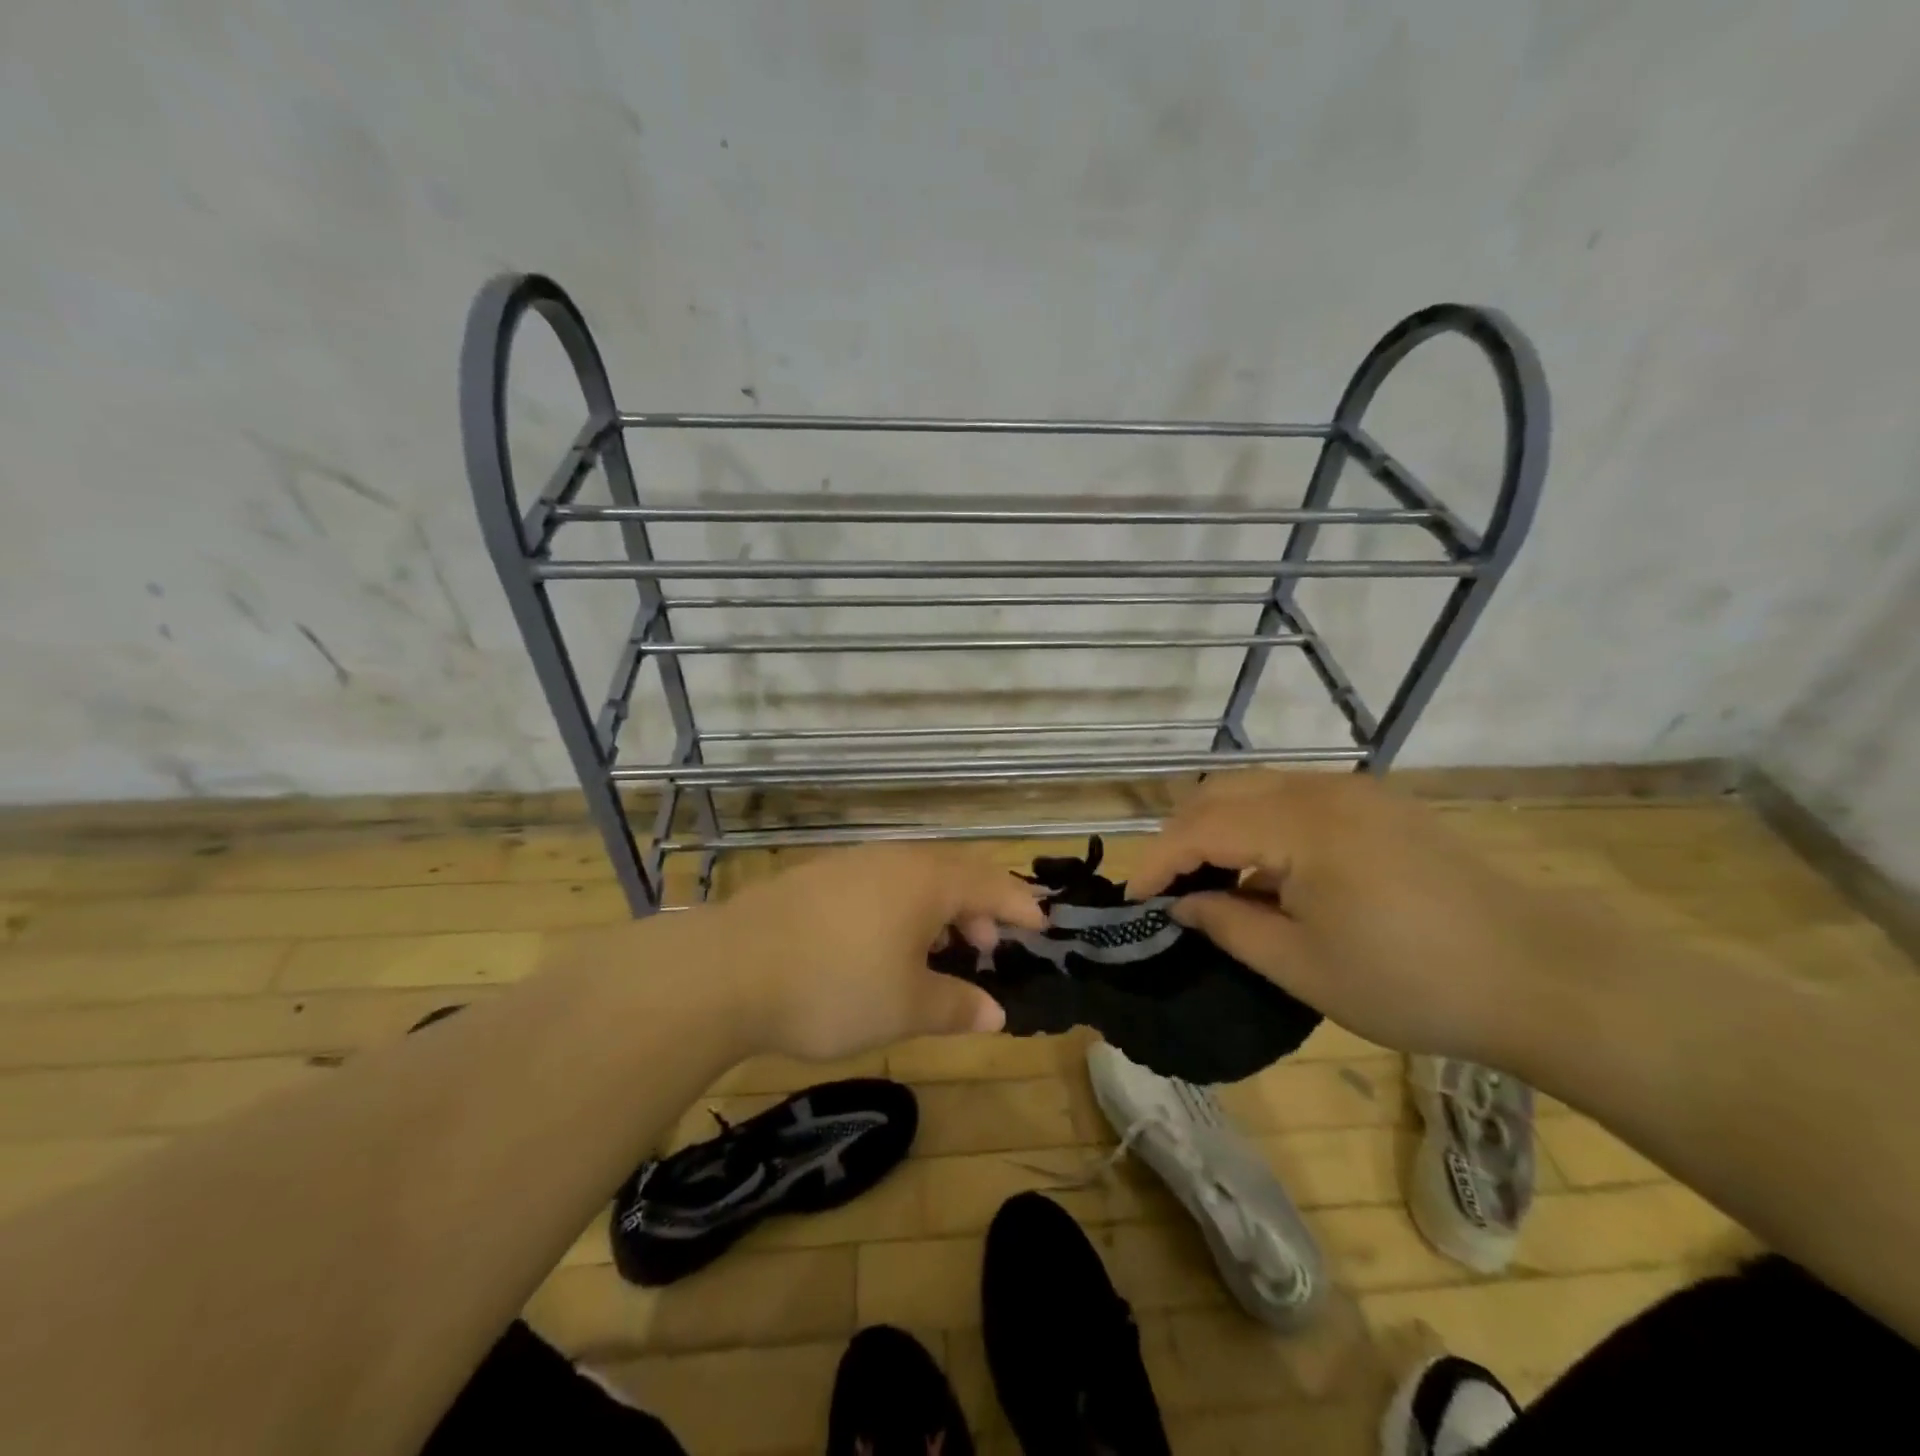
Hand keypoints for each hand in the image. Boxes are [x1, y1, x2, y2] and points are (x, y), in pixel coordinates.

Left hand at [707, 843, 1046, 1062]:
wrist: (728, 969)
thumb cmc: (835, 986)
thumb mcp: (906, 1007)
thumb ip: (956, 1006)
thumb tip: (996, 1013)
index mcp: (926, 881)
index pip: (990, 884)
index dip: (1019, 904)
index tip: (1042, 925)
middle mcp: (893, 860)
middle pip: (952, 874)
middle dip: (978, 908)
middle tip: (988, 946)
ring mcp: (851, 864)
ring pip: (912, 879)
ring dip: (937, 910)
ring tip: (937, 952)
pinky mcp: (817, 879)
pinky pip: (879, 885)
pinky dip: (900, 910)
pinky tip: (883, 945)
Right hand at [1127, 771, 1574, 1060]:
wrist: (1542, 974)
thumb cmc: (1412, 981)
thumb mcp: (1303, 967)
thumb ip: (1228, 925)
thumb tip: (1182, 905)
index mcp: (1299, 825)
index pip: (1199, 827)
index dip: (1157, 861)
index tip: (1133, 900)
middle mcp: (1320, 789)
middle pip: (1220, 792)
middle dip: (1180, 835)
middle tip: (1166, 887)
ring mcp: (1353, 790)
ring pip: (1255, 788)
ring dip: (1218, 826)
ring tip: (1210, 880)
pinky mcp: (1378, 803)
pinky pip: (1293, 798)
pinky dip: (1259, 825)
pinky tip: (1269, 872)